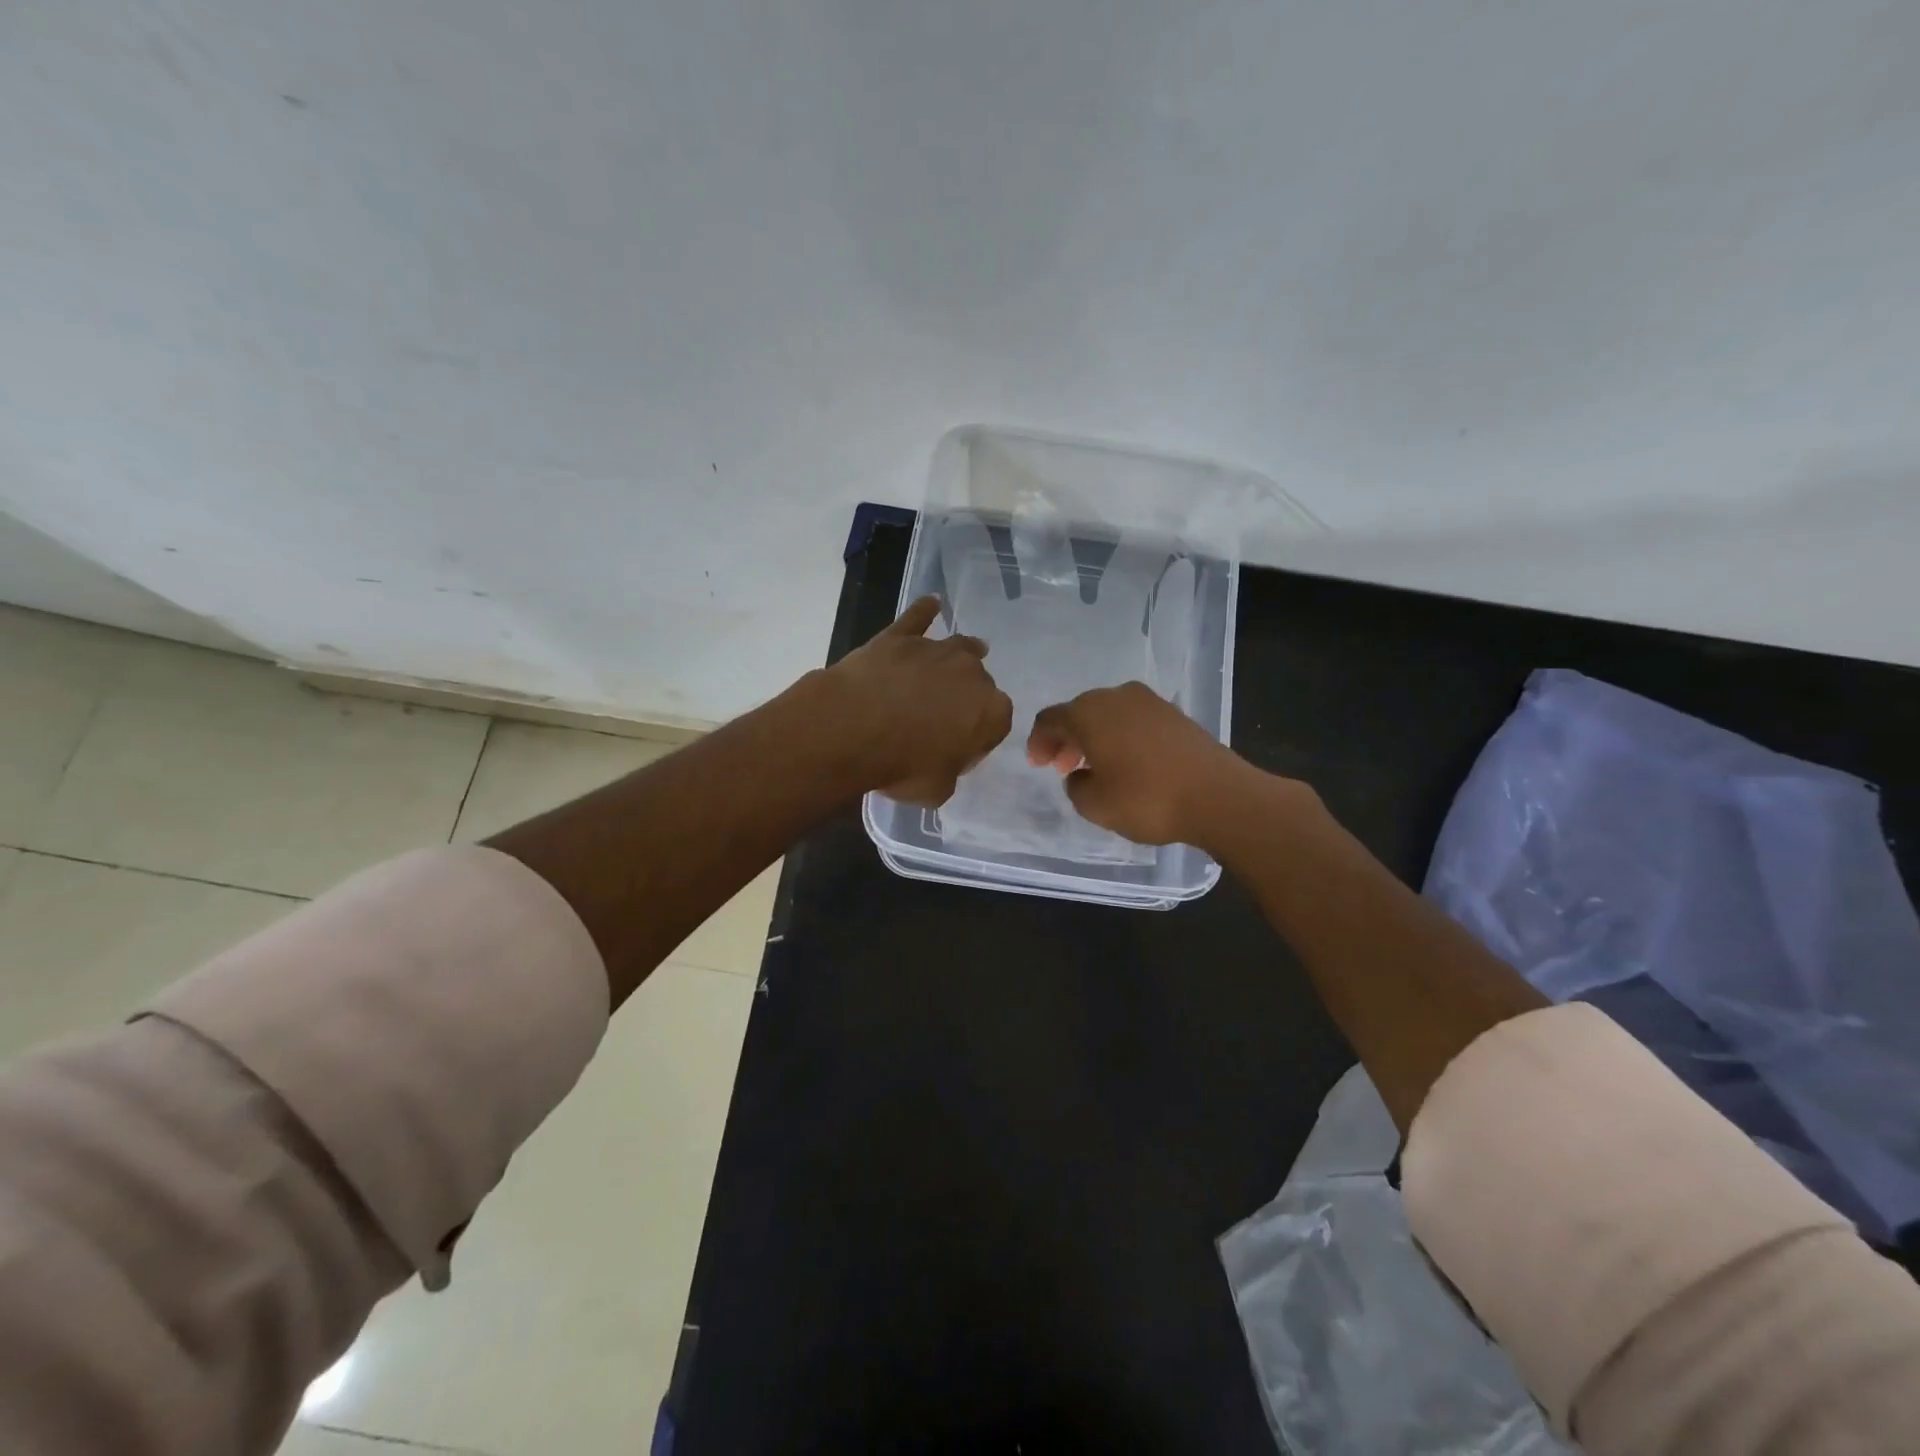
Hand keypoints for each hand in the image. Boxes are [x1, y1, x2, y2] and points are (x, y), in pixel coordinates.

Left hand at [819, 595, 1013, 804]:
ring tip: (959, 658)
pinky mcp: (900, 636)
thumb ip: (950, 771)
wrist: (850, 729)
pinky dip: (925, 611)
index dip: (978, 738)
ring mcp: (936, 649)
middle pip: (978, 684)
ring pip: (958, 648)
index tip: (958, 750)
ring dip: (960, 655)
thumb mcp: (937, 790)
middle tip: (941, 718)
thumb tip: (943, 759)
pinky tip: (931, 603)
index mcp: (992, 712)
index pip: (996, 724)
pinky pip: (918, 618)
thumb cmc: (901, 766)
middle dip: (966, 697)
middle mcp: (973, 673)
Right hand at [1027, 681, 1277, 846]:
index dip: (1038, 741)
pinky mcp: (1174, 714)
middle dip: (1067, 739)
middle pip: (1079, 712)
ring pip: (1108, 715)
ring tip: (1094, 768)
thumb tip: (1080, 775)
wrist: (1218, 796)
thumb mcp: (1095, 805)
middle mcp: (1116, 697)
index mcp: (1089, 712)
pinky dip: (1120, 737)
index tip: (1037, 765)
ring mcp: (1149, 702)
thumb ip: (1075, 787)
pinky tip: (1127, 763)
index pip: (1050, 719)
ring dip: (1094, 738)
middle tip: (1063, 768)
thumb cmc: (1147, 799)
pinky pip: (1133, 721)